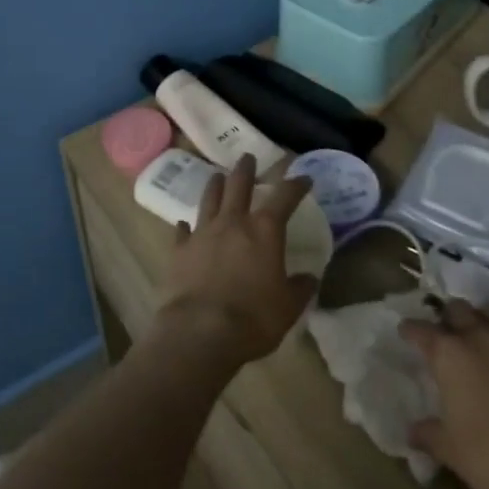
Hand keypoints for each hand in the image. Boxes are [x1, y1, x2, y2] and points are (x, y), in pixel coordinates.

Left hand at [155, 155, 316, 368]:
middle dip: (246, 169)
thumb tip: (309, 278)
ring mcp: (203, 232)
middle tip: (247, 157)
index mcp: (264, 231)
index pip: (284, 197)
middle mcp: (233, 222)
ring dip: (215, 185)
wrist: (201, 331)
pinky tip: (184, 224)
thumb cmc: (253, 318)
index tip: (303, 177)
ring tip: (218, 176)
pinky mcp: (180, 249)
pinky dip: (186, 226)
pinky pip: (182, 231)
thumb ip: (299, 289)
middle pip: (239, 185)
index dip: (296, 185)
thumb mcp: (288, 307)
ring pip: (209, 199)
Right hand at [400, 300, 488, 488]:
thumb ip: (428, 433)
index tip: (406, 335)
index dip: (410, 331)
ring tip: (478, 345)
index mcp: (449, 352)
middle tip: (446, 339)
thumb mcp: (450, 450)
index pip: (420, 328)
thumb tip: (412, 431)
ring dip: (481, 324)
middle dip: (449, 319)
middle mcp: (480, 337)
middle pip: (458, 309)